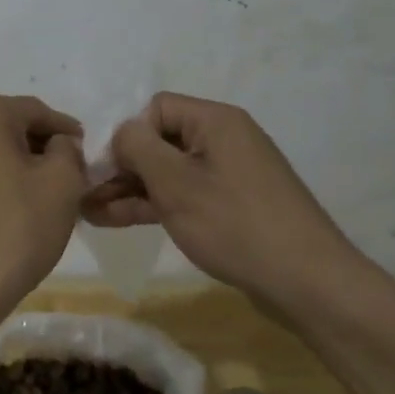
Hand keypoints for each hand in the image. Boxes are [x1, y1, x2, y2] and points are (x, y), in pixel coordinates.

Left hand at [0, 92, 86, 318]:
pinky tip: (16, 203)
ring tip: (46, 192)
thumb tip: (58, 145)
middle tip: (71, 174)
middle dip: (41, 146)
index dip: (66, 131)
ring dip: (18, 162)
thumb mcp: (62, 182)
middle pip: (10, 125)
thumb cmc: (14, 227)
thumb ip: (68, 150)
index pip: (37, 111)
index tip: (87, 152)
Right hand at [85, 92, 364, 308]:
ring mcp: (229, 174)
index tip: (106, 168)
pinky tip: (116, 220)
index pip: (156, 108)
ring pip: (169, 172)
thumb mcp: (176, 183)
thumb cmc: (236, 224)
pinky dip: (154, 205)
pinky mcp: (232, 206)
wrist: (310, 285)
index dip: (127, 134)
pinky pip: (184, 194)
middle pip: (160, 140)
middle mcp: (223, 139)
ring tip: (89, 211)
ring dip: (130, 189)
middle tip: (84, 192)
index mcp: (215, 121)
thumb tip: (121, 132)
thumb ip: (138, 148)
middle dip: (121, 166)